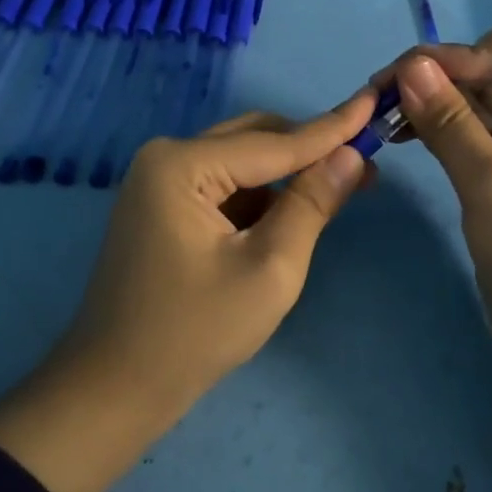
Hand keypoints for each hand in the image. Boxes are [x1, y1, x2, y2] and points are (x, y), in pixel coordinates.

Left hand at [0, 90, 375, 491]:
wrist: (115, 390)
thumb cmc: (194, 334)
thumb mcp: (269, 270)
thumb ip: (311, 204)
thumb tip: (352, 156)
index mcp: (183, 164)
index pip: (275, 142)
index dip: (332, 127)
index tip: (376, 101)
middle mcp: (167, 158)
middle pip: (256, 139)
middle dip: (309, 151)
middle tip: (365, 164)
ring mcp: (160, 182)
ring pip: (241, 162)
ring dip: (286, 175)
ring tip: (338, 191)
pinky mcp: (163, 206)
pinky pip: (224, 186)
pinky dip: (260, 197)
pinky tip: (291, 216)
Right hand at [383, 16, 491, 481]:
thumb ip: (450, 122)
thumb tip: (411, 64)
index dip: (472, 53)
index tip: (422, 85)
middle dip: (439, 78)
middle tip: (378, 98)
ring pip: (476, 102)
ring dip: (431, 104)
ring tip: (382, 119)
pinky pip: (471, 134)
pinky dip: (437, 131)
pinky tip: (402, 138)